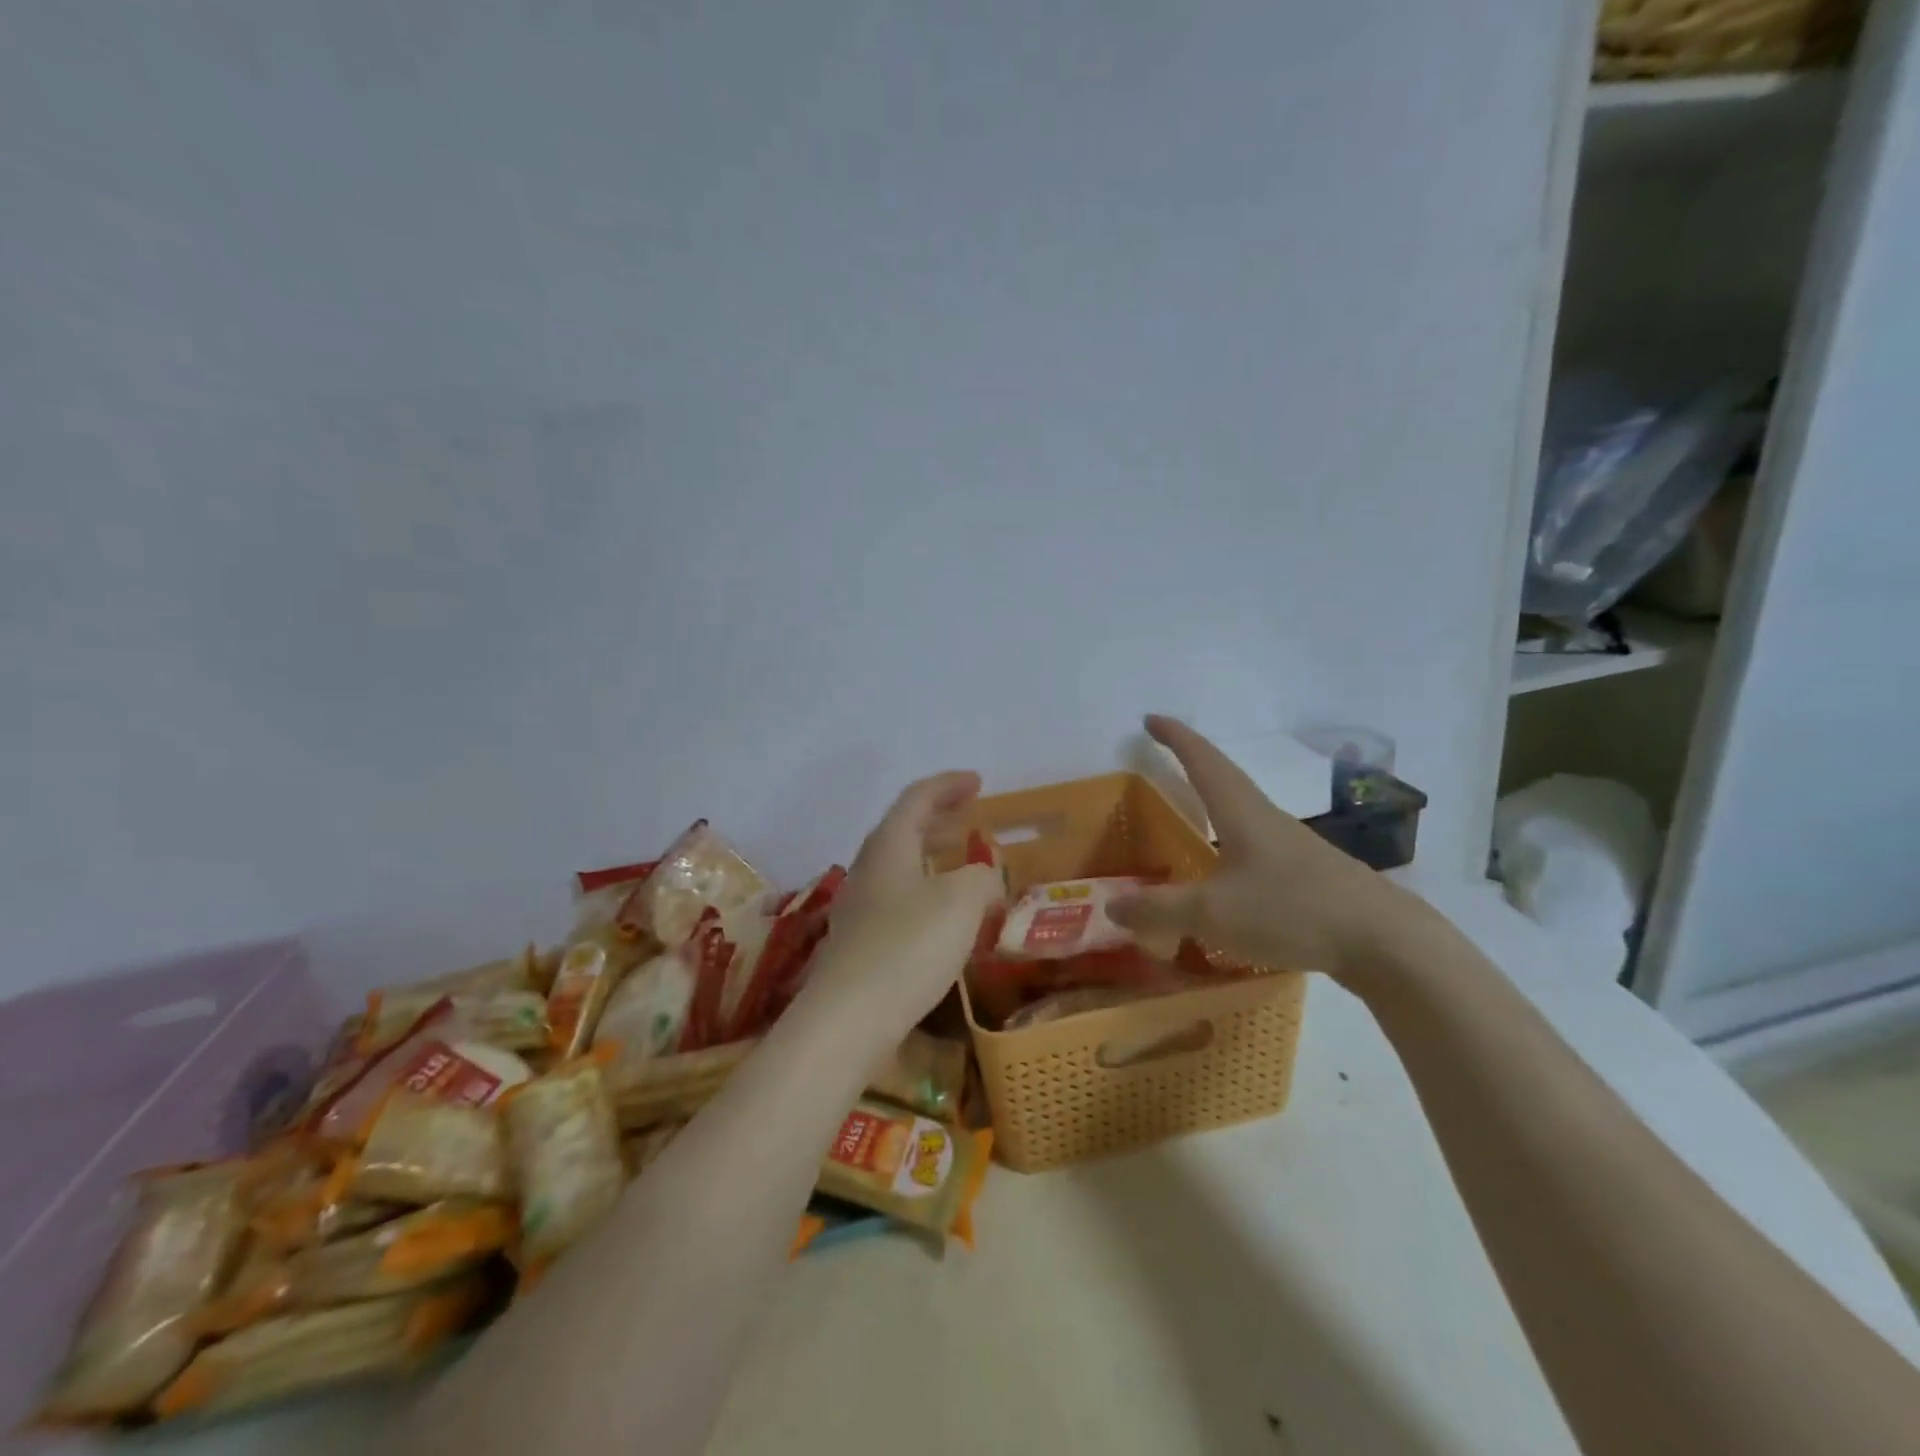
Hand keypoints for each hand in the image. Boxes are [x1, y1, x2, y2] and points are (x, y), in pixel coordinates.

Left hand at [801, 772, 1003, 1036]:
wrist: (848, 1019)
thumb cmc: (908, 947)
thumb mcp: (962, 903)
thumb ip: (982, 879)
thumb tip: (985, 881)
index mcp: (889, 846)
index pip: (917, 798)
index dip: (949, 785)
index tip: (978, 781)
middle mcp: (869, 868)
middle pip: (904, 827)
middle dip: (939, 816)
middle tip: (971, 814)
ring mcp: (859, 906)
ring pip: (899, 864)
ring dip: (931, 854)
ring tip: (961, 861)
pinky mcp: (859, 941)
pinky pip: (897, 897)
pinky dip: (925, 889)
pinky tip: (943, 915)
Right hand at [1110, 716, 1419, 985]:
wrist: (1385, 942)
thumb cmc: (1291, 910)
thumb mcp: (1212, 912)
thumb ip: (1158, 909)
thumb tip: (1111, 905)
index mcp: (1242, 812)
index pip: (1202, 760)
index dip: (1175, 738)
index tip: (1151, 719)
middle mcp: (1268, 820)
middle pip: (1225, 779)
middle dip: (1193, 763)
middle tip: (1165, 757)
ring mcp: (1294, 847)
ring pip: (1245, 814)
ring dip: (1216, 804)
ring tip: (1193, 812)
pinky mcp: (1311, 877)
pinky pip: (1258, 849)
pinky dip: (1232, 846)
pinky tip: (1230, 873)